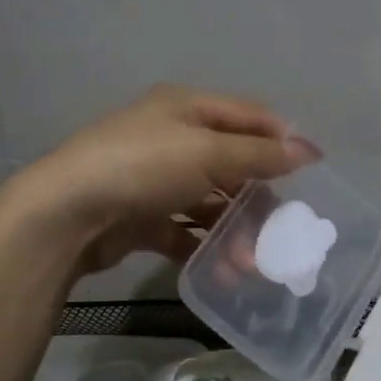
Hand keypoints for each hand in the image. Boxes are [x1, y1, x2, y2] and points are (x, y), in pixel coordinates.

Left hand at [6, 84, 321, 274]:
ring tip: (249, 263)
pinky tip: (222, 272)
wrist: (68, 211)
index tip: (312, 171)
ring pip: (208, 202)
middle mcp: (172, 138)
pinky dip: (204, 248)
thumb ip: (260, 154)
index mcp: (187, 108)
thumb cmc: (144, 167)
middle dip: (257, 197)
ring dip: (232, 230)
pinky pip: (183, 230)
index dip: (282, 139)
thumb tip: (308, 150)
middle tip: (281, 230)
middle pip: (231, 164)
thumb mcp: (208, 152)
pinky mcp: (140, 216)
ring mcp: (154, 178)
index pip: (248, 116)